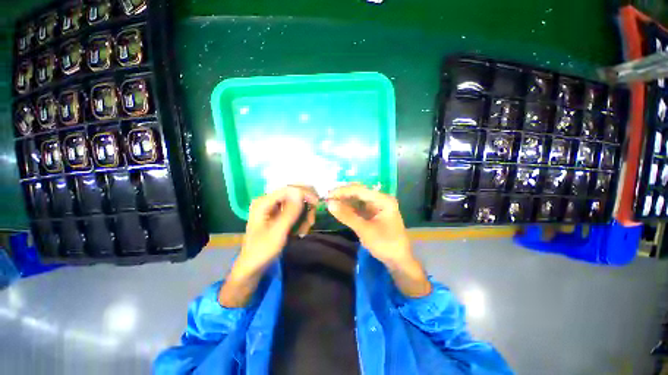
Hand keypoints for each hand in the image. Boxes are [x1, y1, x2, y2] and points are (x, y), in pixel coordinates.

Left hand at [220, 186, 317, 307]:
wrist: (253, 267)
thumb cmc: (262, 251)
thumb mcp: (278, 232)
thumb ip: (289, 212)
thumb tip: (300, 192)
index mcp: (263, 202)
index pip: (288, 189)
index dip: (304, 193)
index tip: (317, 203)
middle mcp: (268, 201)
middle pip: (293, 195)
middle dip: (305, 206)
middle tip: (311, 220)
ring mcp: (273, 208)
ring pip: (296, 203)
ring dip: (304, 215)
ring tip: (304, 229)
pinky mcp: (277, 215)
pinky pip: (294, 211)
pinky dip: (300, 220)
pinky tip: (300, 231)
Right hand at [327, 184, 411, 265]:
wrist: (398, 261)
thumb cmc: (385, 245)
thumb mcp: (364, 230)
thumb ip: (347, 216)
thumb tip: (329, 204)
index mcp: (383, 200)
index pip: (360, 190)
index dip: (343, 191)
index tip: (328, 195)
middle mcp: (381, 199)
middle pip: (359, 192)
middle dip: (343, 194)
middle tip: (327, 198)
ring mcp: (377, 206)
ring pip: (358, 199)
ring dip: (345, 200)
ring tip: (331, 202)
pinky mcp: (373, 213)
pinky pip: (359, 207)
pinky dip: (349, 207)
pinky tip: (340, 208)